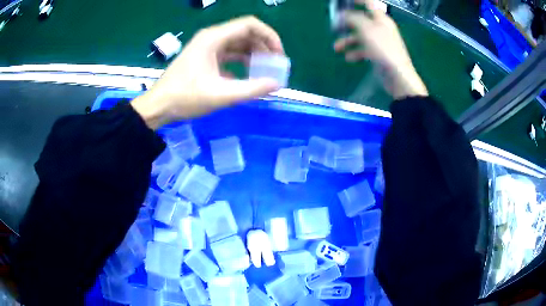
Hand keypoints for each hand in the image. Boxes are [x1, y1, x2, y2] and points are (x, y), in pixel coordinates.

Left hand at [132, 16, 284, 128]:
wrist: (158, 106)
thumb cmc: (185, 98)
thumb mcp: (220, 95)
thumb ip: (251, 89)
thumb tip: (276, 84)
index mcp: (214, 38)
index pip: (249, 25)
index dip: (269, 36)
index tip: (279, 54)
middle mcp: (211, 37)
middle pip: (245, 33)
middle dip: (263, 46)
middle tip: (274, 65)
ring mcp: (207, 47)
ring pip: (238, 44)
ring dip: (253, 54)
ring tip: (265, 71)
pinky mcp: (205, 58)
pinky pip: (229, 54)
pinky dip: (241, 62)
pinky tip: (248, 76)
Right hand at [333, 0, 427, 98]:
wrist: (397, 76)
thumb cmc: (383, 48)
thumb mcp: (366, 29)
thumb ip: (352, 18)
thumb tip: (342, 14)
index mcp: (380, 19)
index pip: (369, 3)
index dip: (358, 0)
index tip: (343, 1)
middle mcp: (380, 28)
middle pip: (361, 20)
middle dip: (347, 22)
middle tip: (334, 25)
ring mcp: (379, 42)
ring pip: (360, 36)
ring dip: (347, 40)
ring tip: (336, 48)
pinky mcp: (377, 54)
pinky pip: (363, 49)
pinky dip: (355, 52)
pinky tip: (348, 58)